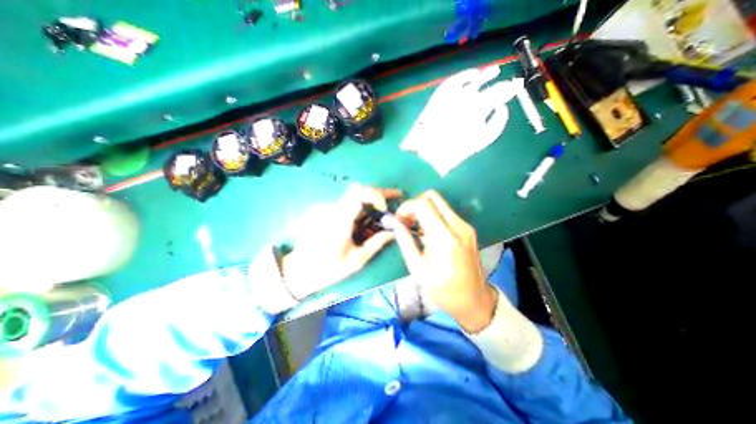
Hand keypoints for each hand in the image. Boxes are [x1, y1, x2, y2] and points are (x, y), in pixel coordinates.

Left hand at [280, 183, 400, 298]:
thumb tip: (394, 232)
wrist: (298, 269)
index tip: (384, 208)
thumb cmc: (327, 269)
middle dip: (379, 194)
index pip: (358, 193)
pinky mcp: (322, 210)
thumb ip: (376, 243)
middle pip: (358, 191)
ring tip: (380, 215)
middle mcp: (331, 209)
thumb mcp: (356, 260)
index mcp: (339, 221)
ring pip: (353, 198)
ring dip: (369, 204)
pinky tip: (361, 222)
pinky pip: (345, 204)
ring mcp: (325, 208)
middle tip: (395, 197)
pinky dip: (358, 209)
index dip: (375, 194)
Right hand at [397, 190, 497, 332]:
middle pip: (432, 196)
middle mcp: (458, 226)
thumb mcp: (418, 269)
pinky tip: (428, 232)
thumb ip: (405, 242)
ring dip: (424, 209)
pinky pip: (446, 211)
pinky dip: (433, 215)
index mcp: (444, 238)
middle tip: (407, 221)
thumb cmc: (443, 289)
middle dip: (415, 204)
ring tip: (415, 227)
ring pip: (439, 202)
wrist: (474, 299)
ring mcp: (465, 225)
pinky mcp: (468, 228)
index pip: (423, 205)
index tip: (399, 219)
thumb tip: (395, 224)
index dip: (406, 207)